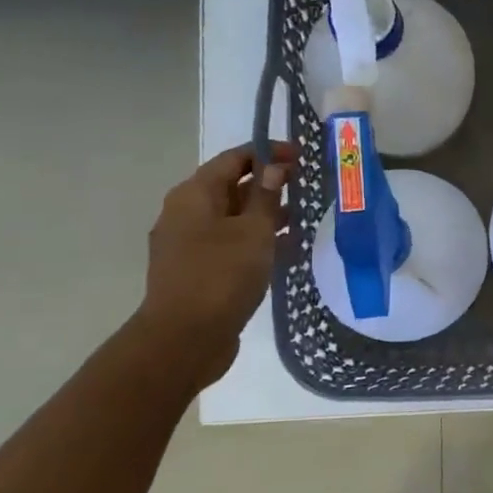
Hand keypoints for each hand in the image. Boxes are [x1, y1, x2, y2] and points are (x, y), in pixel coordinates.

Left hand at [135, 142, 296, 386]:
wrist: (185, 339)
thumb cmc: (221, 276)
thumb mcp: (254, 232)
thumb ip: (266, 197)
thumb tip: (275, 166)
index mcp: (194, 195)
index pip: (234, 159)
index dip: (269, 153)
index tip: (303, 155)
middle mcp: (186, 213)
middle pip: (231, 187)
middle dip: (269, 184)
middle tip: (308, 186)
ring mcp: (189, 244)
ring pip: (232, 218)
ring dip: (265, 215)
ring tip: (304, 217)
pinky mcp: (197, 271)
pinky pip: (230, 244)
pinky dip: (256, 240)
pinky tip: (285, 250)